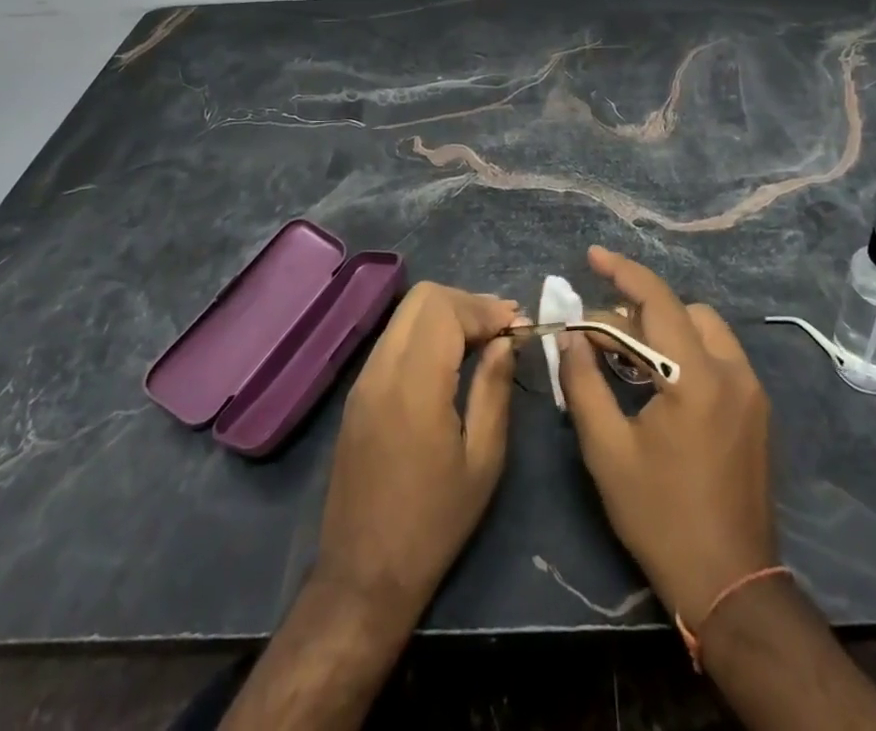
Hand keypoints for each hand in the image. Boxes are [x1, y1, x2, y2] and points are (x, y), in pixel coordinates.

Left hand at [314, 282, 519, 627]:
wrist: (364, 575)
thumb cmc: (434, 523)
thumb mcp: (483, 460)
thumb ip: (494, 389)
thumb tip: (506, 340)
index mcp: (414, 384)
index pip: (445, 309)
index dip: (485, 308)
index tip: (518, 325)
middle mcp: (382, 369)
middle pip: (422, 298)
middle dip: (466, 303)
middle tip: (501, 327)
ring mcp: (364, 379)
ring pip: (406, 315)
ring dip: (446, 315)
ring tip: (483, 338)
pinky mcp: (357, 393)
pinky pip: (394, 339)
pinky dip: (426, 333)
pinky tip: (451, 358)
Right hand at [558, 246, 776, 622]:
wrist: (730, 583)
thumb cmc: (660, 516)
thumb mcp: (607, 450)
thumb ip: (584, 382)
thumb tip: (570, 335)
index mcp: (695, 377)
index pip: (657, 300)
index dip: (622, 271)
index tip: (592, 255)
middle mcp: (732, 371)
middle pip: (683, 310)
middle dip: (640, 308)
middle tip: (600, 330)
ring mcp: (751, 390)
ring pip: (705, 329)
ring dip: (665, 328)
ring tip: (626, 355)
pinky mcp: (757, 410)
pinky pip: (718, 356)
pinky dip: (686, 350)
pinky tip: (658, 381)